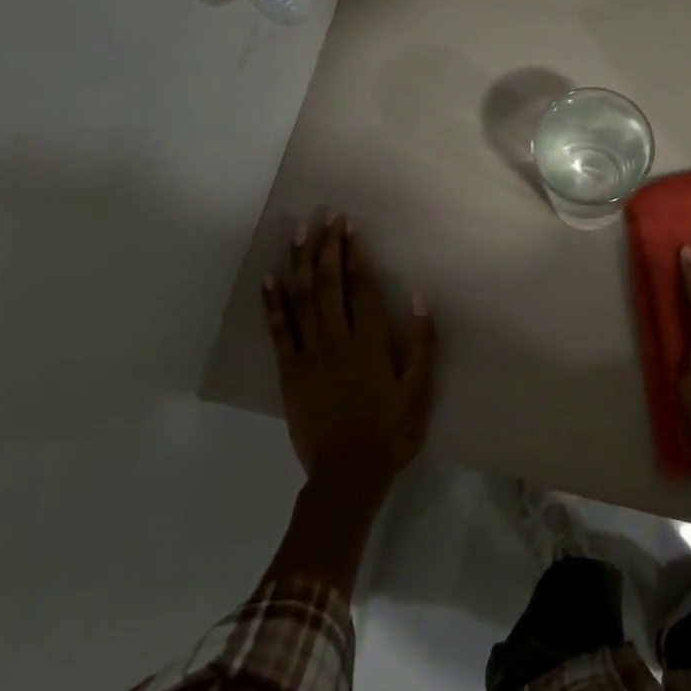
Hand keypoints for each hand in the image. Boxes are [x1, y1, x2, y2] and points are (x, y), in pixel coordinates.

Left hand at [262, 215, 436, 499]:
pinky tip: (269, 279)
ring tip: (297, 232)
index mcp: (370, 341)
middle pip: (328, 284)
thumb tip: (419, 297)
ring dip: (299, 263)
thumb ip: (421, 343)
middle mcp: (337, 339)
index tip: (348, 225)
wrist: (348, 474)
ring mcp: (309, 354)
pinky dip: (273, 303)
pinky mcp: (290, 372)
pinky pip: (279, 331)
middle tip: (324, 216)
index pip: (360, 287)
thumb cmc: (392, 431)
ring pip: (302, 299)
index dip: (354, 253)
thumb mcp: (420, 390)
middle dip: (326, 246)